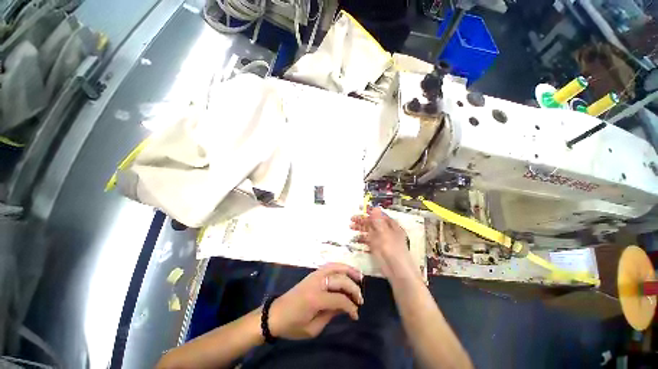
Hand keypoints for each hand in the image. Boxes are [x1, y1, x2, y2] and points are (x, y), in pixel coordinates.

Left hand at [268, 263, 362, 339]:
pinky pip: (329, 266)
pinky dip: (340, 267)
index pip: (339, 298)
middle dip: (353, 289)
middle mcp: (316, 282)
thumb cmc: (292, 325)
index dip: (350, 306)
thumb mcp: (312, 328)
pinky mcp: (313, 274)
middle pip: (340, 280)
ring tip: (359, 276)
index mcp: (315, 298)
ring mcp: (314, 275)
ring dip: (349, 270)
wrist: (275, 314)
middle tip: (360, 299)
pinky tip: (346, 270)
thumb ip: (330, 314)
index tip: (356, 315)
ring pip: (335, 267)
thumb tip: (345, 306)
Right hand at [351, 207, 418, 280]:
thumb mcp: (385, 233)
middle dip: (363, 220)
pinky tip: (355, 238)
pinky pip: (367, 240)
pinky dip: (361, 239)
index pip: (380, 215)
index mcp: (391, 226)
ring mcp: (380, 239)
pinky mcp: (376, 247)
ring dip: (360, 228)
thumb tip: (375, 207)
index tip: (360, 208)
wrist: (397, 271)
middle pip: (373, 223)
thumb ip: (378, 221)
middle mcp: (385, 231)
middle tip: (352, 219)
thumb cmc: (393, 250)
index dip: (370, 212)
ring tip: (351, 226)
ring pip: (369, 231)